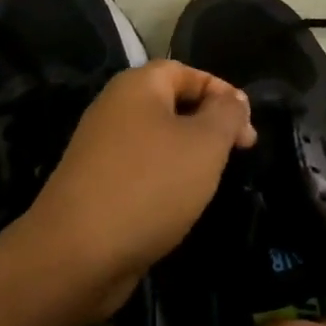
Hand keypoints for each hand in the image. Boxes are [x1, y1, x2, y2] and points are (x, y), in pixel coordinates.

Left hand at [13, 60, 255, 321]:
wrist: (78, 254)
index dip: (221, 92)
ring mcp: (101, 151)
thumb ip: (226, 114)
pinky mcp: (97, 187)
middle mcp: (114, 111)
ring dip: (189, 156)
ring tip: (215, 179)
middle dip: (209, 125)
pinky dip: (166, 181)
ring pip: (158, 141)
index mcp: (136, 88)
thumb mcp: (205, 144)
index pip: (185, 71)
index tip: (248, 126)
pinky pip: (142, 171)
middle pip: (171, 104)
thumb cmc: (151, 186)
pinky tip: (182, 204)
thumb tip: (234, 99)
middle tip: (239, 153)